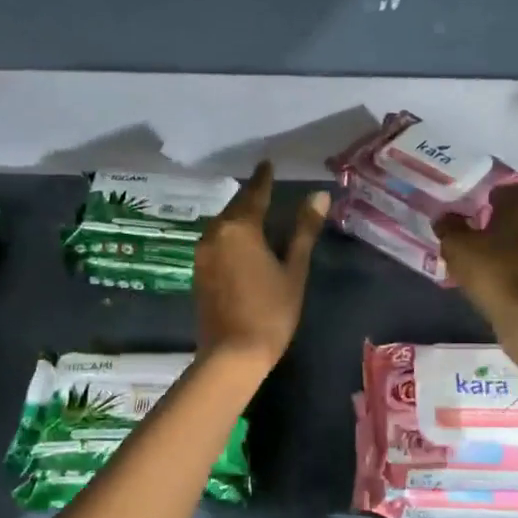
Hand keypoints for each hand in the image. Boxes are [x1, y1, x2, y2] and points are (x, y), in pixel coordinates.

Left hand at [195, 162, 329, 372]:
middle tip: (264, 187)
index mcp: (240, 228)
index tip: (268, 163)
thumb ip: (304, 230)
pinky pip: (215, 242)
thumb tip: (319, 195)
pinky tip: (240, 243)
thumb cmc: (271, 312)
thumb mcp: (294, 270)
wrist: (232, 354)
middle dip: (250, 197)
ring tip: (255, 213)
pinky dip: (229, 235)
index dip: (264, 178)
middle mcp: (215, 234)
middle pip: (235, 207)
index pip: (255, 194)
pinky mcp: (198, 272)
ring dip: (238, 216)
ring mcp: (202, 254)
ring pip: (222, 224)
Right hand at [435, 186, 517, 364]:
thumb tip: (444, 217)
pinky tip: (497, 282)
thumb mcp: (457, 247)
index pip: (506, 188)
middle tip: (472, 236)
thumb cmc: (493, 272)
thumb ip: (449, 227)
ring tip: (483, 263)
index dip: (486, 196)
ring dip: (508, 248)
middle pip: (517, 216)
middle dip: (497, 223)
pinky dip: (516, 270)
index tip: (469, 209)